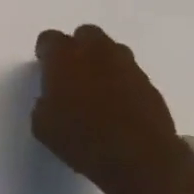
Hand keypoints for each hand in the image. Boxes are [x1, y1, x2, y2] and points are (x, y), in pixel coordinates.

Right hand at [32, 25, 189, 193]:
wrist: (141, 160)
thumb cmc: (83, 139)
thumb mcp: (44, 127)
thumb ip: (43, 104)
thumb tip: (50, 101)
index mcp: (64, 56)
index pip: (49, 38)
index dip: (46, 53)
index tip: (46, 69)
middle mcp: (96, 52)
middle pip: (85, 34)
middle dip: (78, 48)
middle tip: (73, 74)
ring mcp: (127, 66)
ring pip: (112, 51)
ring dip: (103, 63)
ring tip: (99, 90)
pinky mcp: (150, 85)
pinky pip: (131, 74)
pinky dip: (123, 84)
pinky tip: (119, 107)